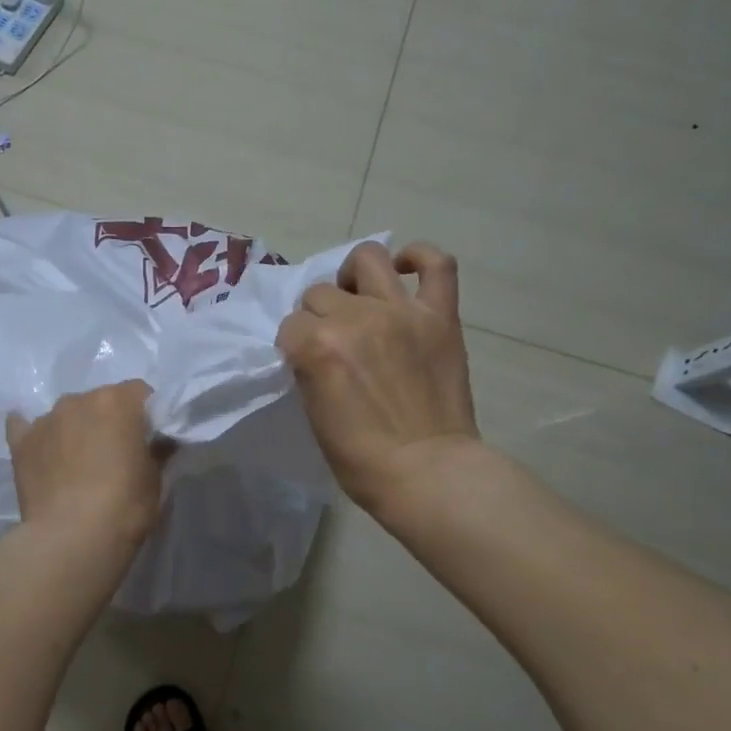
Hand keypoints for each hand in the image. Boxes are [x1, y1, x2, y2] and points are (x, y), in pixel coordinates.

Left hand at [7, 381, 166, 553]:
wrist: (71, 539)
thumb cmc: (124, 506)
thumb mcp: (155, 478)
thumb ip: (157, 450)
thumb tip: (159, 441)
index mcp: (117, 401)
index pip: (140, 392)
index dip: (146, 414)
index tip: (148, 438)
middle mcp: (78, 400)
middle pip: (100, 400)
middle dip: (109, 420)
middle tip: (114, 453)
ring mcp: (45, 419)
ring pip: (66, 414)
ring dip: (75, 428)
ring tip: (78, 463)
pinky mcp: (20, 442)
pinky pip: (26, 426)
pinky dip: (37, 436)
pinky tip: (41, 451)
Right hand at [277, 242, 479, 519]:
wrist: (428, 472)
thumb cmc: (361, 458)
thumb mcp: (313, 412)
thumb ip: (308, 367)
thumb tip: (312, 346)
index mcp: (316, 346)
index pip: (291, 325)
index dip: (296, 344)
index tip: (307, 364)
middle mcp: (355, 318)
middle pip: (321, 293)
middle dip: (320, 316)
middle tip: (336, 342)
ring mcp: (401, 311)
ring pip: (366, 259)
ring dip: (354, 277)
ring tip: (361, 299)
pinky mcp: (440, 316)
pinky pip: (436, 264)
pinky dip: (419, 257)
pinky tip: (405, 268)